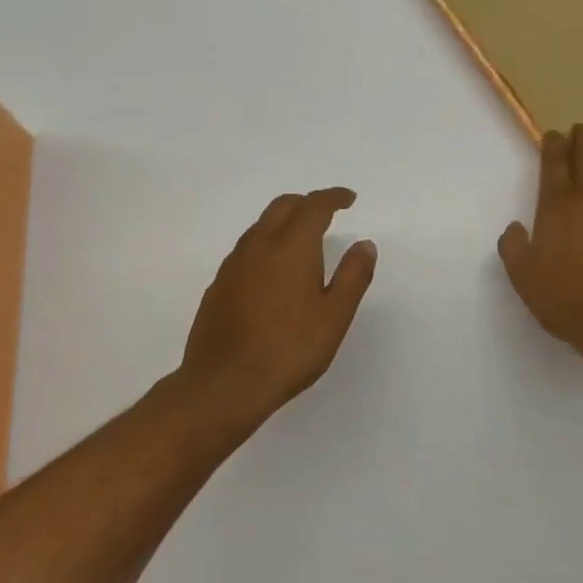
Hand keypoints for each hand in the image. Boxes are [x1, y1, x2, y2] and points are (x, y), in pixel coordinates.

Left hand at [179, 187, 377, 423]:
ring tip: (302, 242)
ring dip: (283, 222)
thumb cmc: (289, 349)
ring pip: (260, 227)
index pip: (314, 206)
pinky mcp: (218, 286)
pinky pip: (245, 250)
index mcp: (291, 246)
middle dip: (306, 203)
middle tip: (326, 214)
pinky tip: (272, 272)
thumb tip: (364, 244)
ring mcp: (233, 265)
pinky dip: (265, 246)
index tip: (348, 199)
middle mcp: (258, 246)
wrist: (224, 384)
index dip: (333, 198)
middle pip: (282, 207)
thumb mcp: (335, 315)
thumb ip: (353, 276)